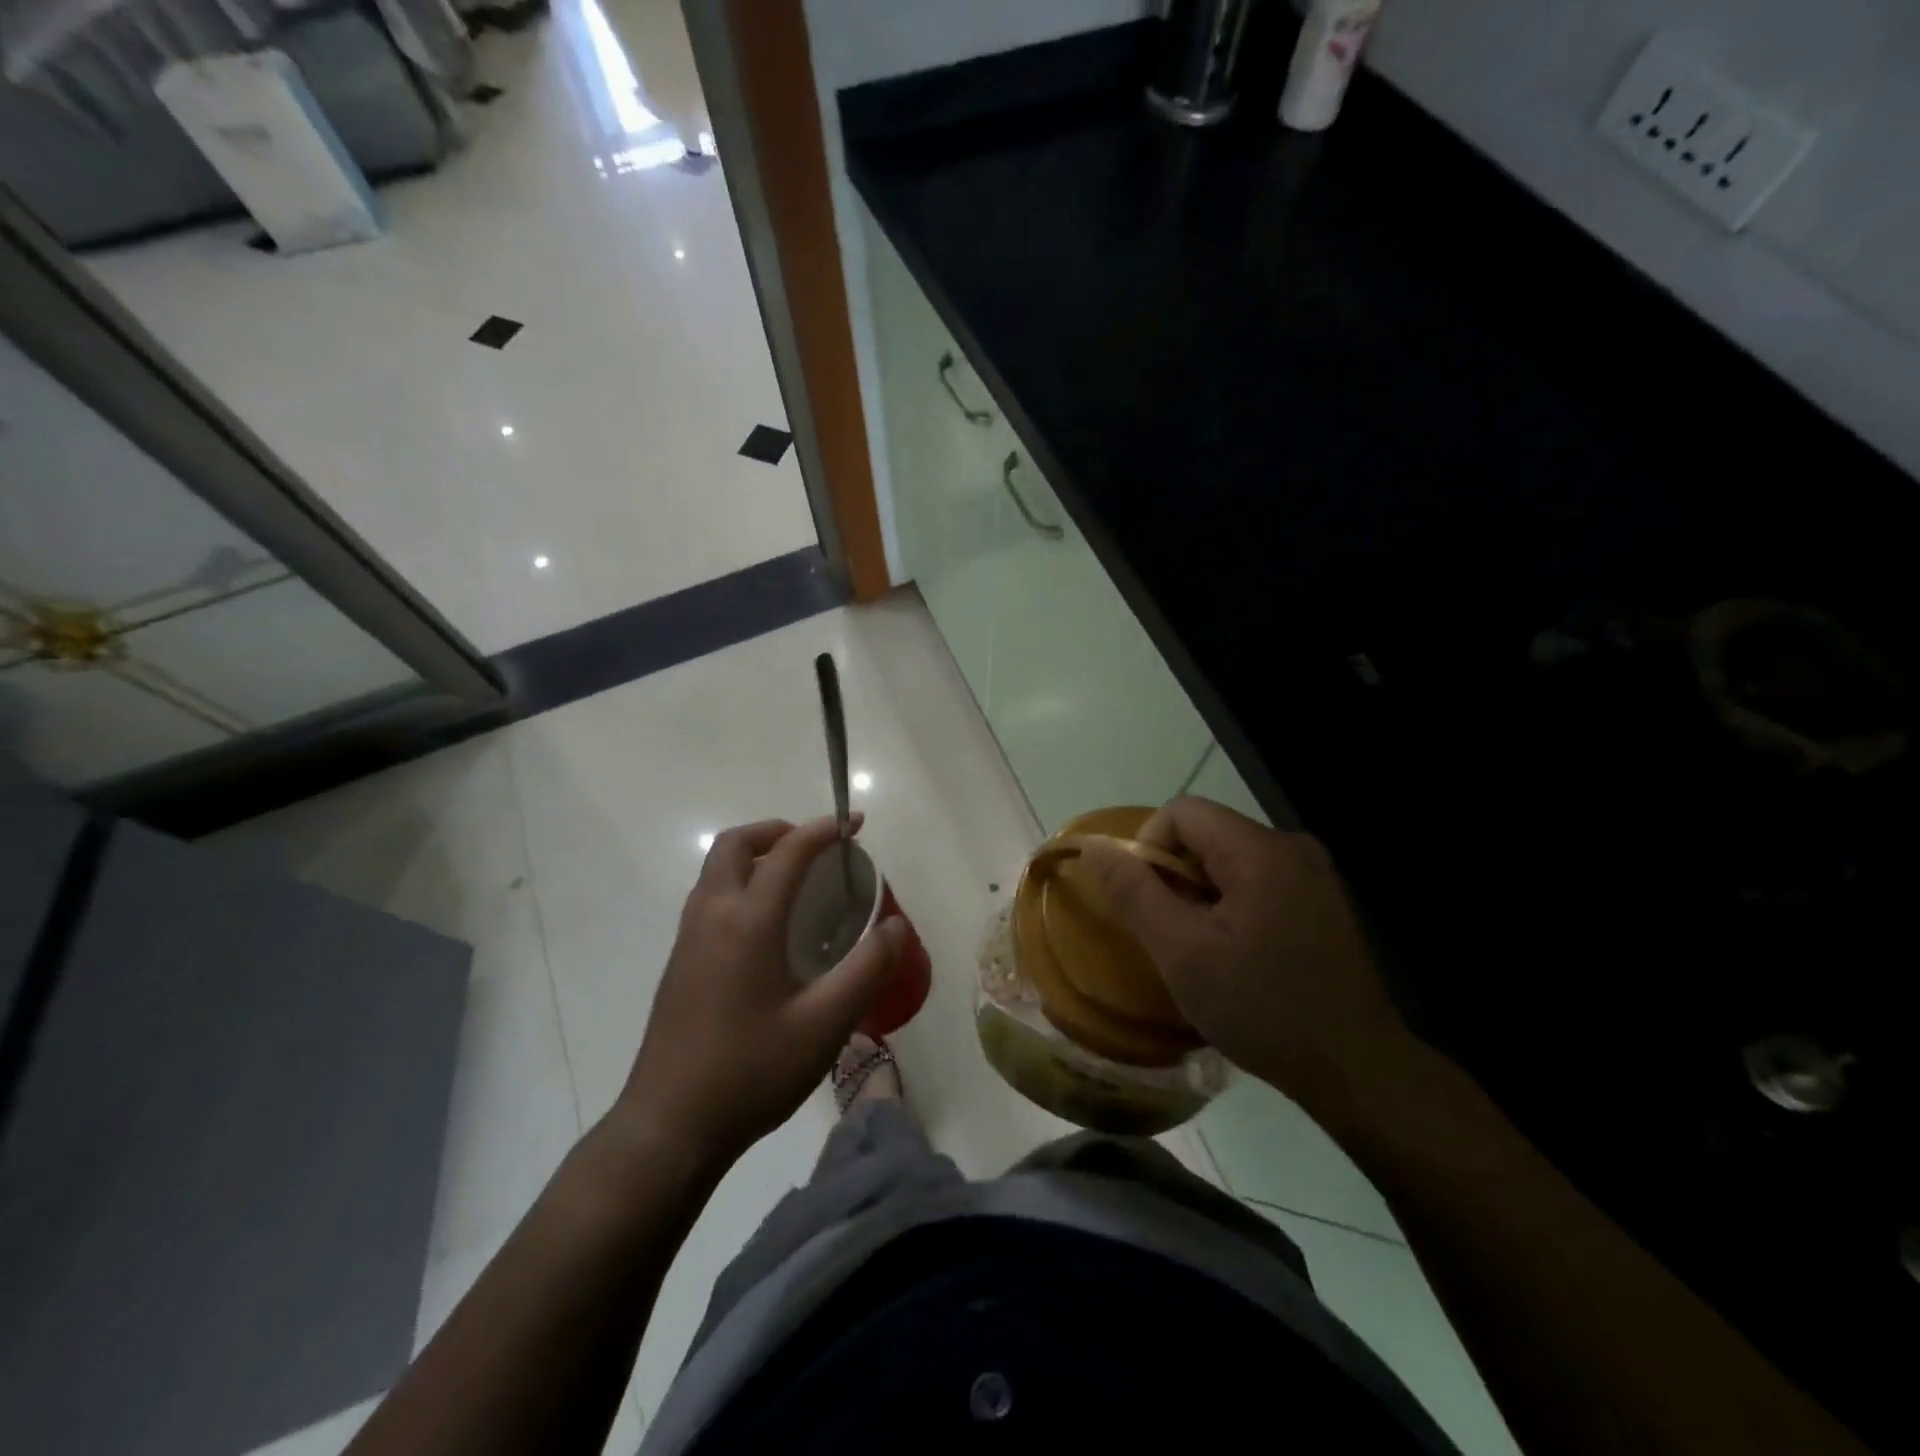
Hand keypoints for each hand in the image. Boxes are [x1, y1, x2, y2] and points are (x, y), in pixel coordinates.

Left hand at [613, 815, 904, 1176]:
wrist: (668, 1127)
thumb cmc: (751, 1071)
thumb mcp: (825, 1024)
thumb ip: (867, 969)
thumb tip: (896, 926)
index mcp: (748, 921)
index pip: (788, 851)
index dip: (825, 830)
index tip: (856, 825)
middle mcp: (712, 915)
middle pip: (736, 844)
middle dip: (778, 831)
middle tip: (817, 848)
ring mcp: (688, 939)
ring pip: (716, 870)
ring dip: (756, 856)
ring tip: (797, 882)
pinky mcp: (679, 963)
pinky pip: (710, 897)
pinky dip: (740, 884)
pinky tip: (768, 928)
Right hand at [1081, 797, 1411, 1104]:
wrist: (1357, 1070)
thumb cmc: (1262, 1008)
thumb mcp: (1182, 953)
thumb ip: (1134, 893)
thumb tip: (1094, 847)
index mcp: (1260, 850)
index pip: (1182, 812)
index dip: (1148, 847)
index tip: (1147, 903)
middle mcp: (1292, 846)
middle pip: (1207, 833)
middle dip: (1176, 875)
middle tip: (1173, 933)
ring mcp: (1314, 873)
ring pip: (1231, 858)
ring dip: (1202, 892)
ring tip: (1204, 948)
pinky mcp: (1323, 900)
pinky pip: (1259, 878)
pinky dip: (1232, 902)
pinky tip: (1239, 952)